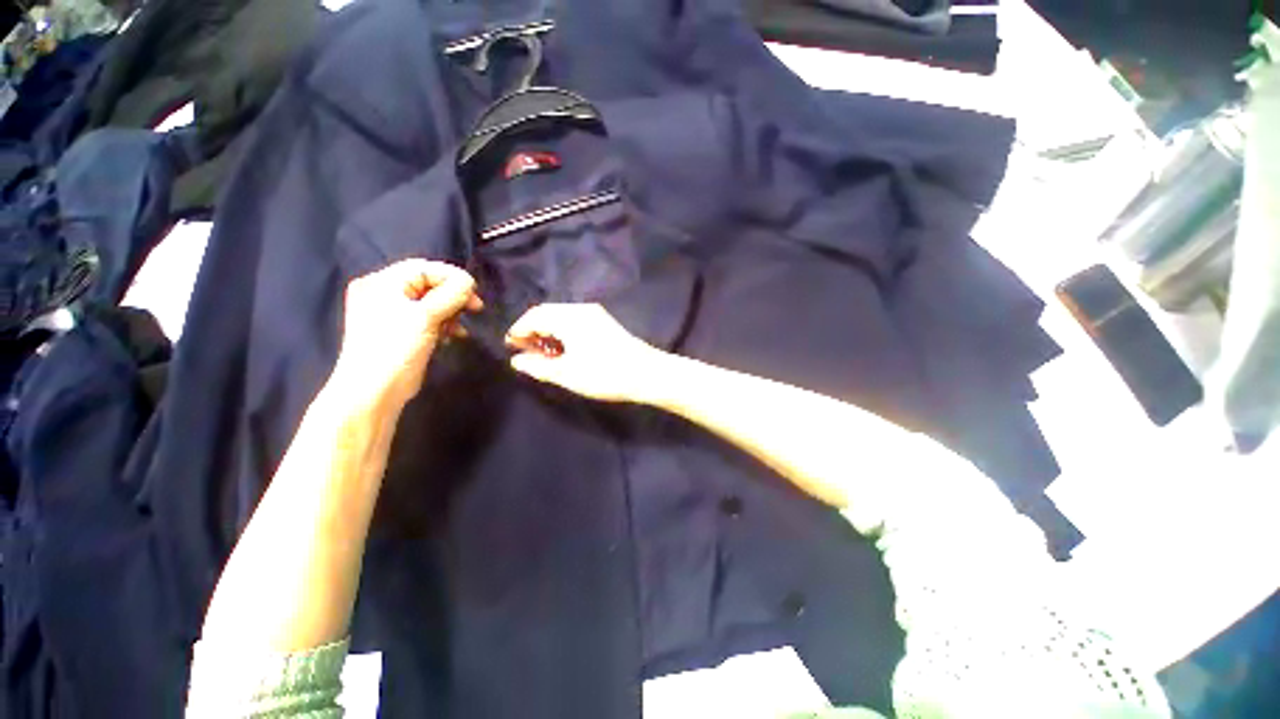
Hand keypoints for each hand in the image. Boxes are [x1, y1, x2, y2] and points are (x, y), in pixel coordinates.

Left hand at [332, 259, 481, 412]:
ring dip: (451, 312)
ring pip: (431, 303)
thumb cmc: (395, 347)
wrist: (374, 391)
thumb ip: (450, 295)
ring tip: (460, 327)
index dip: (452, 277)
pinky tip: (453, 336)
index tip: (475, 291)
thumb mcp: (425, 317)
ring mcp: (392, 314)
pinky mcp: (402, 332)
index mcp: (382, 283)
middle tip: (476, 308)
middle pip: (428, 284)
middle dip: (454, 296)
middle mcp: (385, 293)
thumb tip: (469, 281)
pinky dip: (443, 324)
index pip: (424, 268)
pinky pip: (428, 319)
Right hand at [506, 303, 669, 402]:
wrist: (647, 373)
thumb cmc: (604, 374)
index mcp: (569, 317)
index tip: (510, 346)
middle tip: (525, 350)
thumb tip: (517, 360)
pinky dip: (563, 331)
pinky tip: (564, 349)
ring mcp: (596, 314)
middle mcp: (581, 309)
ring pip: (562, 316)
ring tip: (543, 353)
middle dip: (532, 329)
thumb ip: (538, 366)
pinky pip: (575, 321)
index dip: (519, 330)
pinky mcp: (604, 323)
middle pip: (547, 312)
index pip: (534, 316)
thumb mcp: (567, 374)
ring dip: (548, 331)